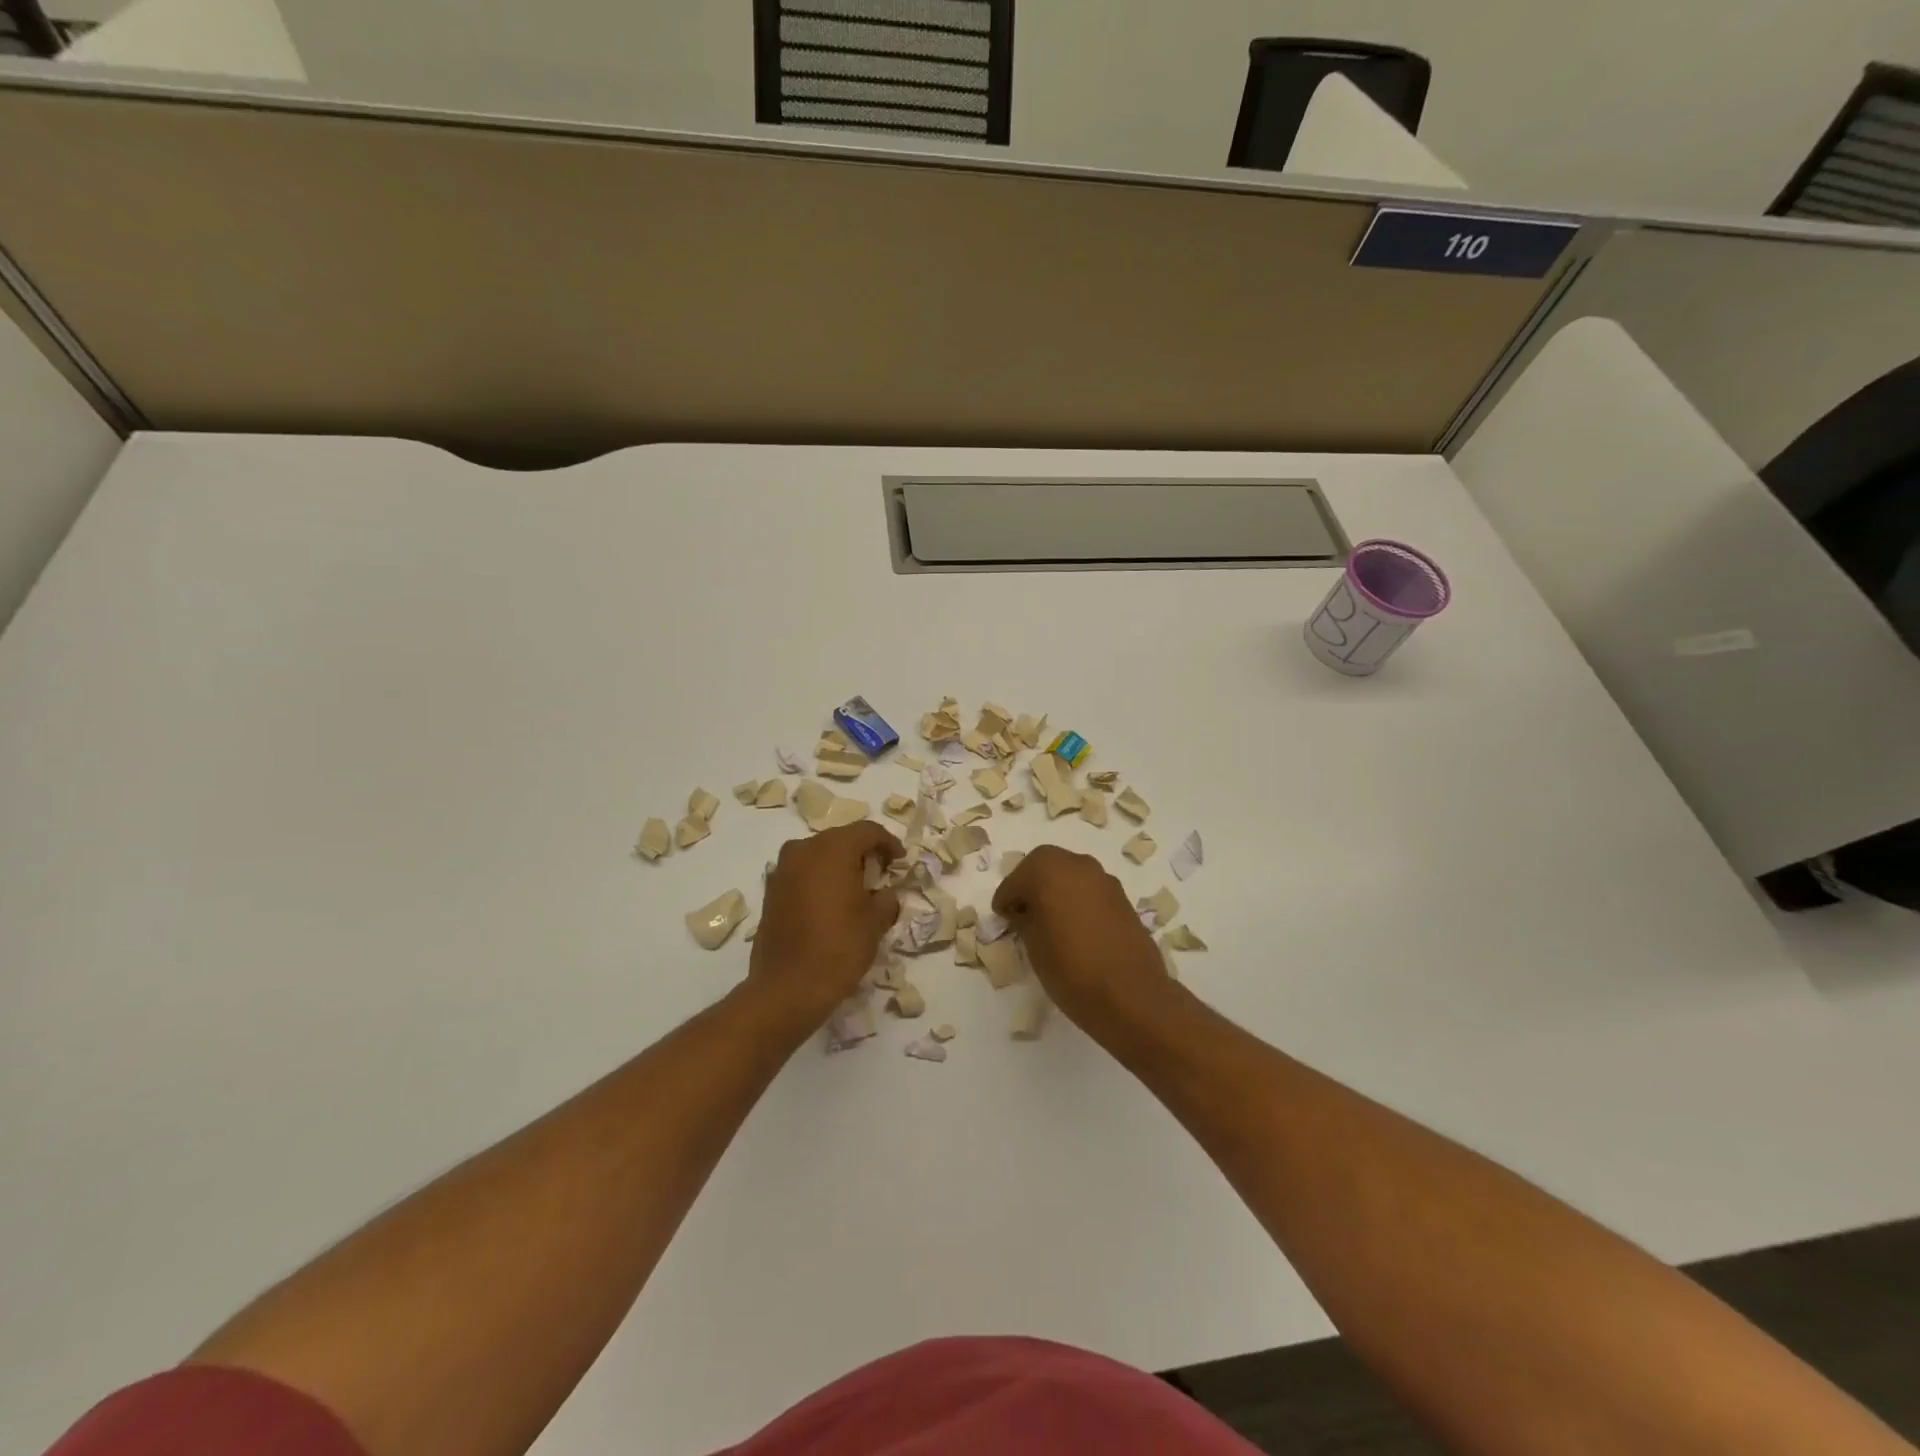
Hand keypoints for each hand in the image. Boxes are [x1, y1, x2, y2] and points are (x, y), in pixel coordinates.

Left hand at [748, 821, 902, 1027]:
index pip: (867, 831)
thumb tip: (884, 894)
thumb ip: (886, 898)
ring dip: (839, 866)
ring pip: (818, 856)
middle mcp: (803, 850)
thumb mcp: (875, 922)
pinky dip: (819, 880)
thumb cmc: (839, 947)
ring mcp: (782, 870)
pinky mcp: (770, 892)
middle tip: (881, 873)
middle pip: (840, 839)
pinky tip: (831, 903)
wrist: (787, 988)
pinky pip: (802, 874)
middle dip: (863, 852)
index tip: (900, 862)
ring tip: (857, 889)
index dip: (889, 843)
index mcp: (832, 848)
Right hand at [993, 844, 1175, 1040]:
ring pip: (1070, 875)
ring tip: (1049, 921)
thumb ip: (1025, 919)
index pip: (1015, 880)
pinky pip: (1090, 890)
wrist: (1130, 994)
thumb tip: (1026, 913)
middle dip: (1031, 885)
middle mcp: (1077, 864)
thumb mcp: (1033, 945)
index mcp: (1048, 870)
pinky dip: (1078, 900)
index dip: (1006, 900)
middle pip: (1045, 866)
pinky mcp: (1122, 897)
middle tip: (1022, 912)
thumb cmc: (1070, 968)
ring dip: (1056, 890)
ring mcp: (1104, 879)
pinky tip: (1075, 927)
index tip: (1002, 918)